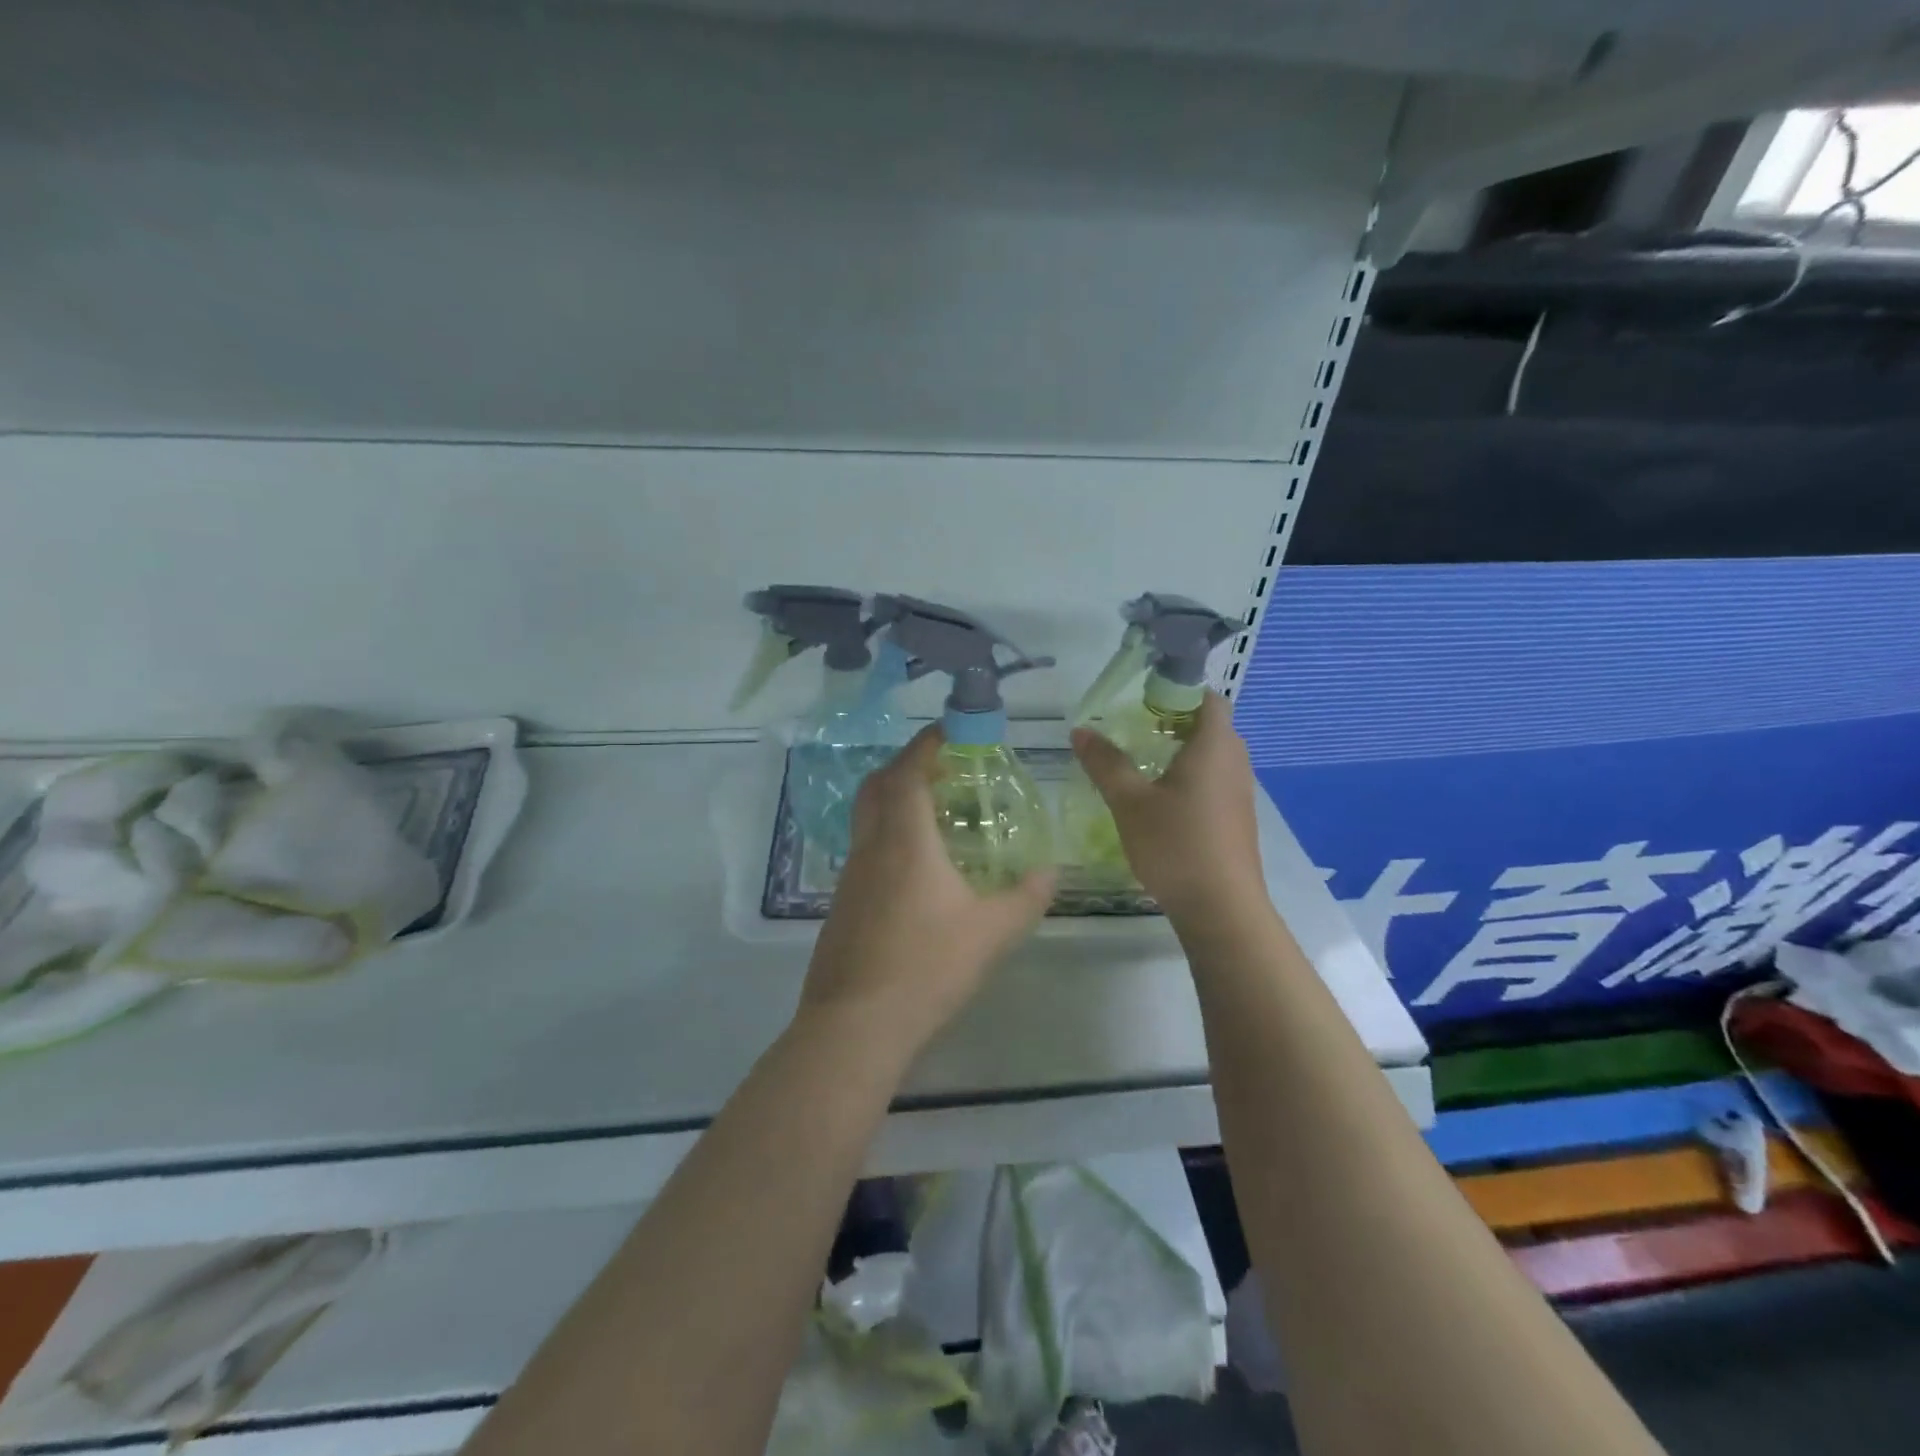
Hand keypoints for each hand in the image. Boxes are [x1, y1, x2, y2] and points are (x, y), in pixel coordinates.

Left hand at [797, 726, 1055, 1054]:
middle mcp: (871, 848)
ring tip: (935, 813)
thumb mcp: (991, 932)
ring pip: (867, 818)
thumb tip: (1053, 873)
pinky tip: (915, 868)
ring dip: (895, 801)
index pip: (908, 773)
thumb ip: (1026, 898)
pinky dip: (888, 835)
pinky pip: (865, 849)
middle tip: (942, 767)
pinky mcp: (843, 904)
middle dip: (906, 765)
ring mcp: (850, 876)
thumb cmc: (926, 967)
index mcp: (904, 841)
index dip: (926, 744)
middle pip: (878, 786)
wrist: (855, 1025)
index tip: (949, 730)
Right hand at [1070, 692, 1265, 921]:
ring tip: (1142, 766)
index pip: (1206, 697)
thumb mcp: (1129, 802)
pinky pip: (1215, 781)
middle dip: (1172, 722)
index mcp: (1214, 745)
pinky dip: (1191, 778)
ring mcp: (1241, 791)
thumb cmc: (1175, 844)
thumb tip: (1080, 731)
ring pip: (1213, 755)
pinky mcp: (1238, 818)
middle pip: (1209, 725)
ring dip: (1181, 752)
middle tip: (1134, 733)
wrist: (1221, 907)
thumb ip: (1105, 763)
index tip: (1142, 703)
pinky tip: (1163, 803)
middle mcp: (1235, 761)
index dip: (1176, 692)